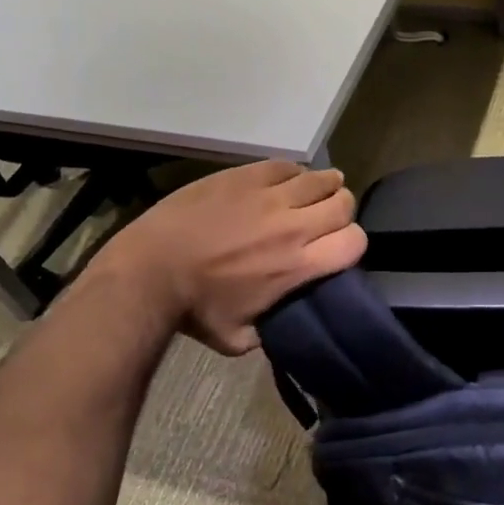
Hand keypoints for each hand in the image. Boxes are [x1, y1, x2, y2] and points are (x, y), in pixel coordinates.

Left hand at [81, 160, 366, 354]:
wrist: (148, 272)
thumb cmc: (194, 311)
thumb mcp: (241, 338)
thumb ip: (274, 326)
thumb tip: (285, 318)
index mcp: (298, 265)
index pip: (355, 241)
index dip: (351, 245)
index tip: (336, 250)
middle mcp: (293, 226)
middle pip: (344, 203)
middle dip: (340, 213)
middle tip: (323, 222)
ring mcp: (269, 195)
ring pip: (321, 178)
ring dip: (322, 188)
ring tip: (310, 197)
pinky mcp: (245, 175)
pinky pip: (286, 166)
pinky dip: (292, 175)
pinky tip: (281, 186)